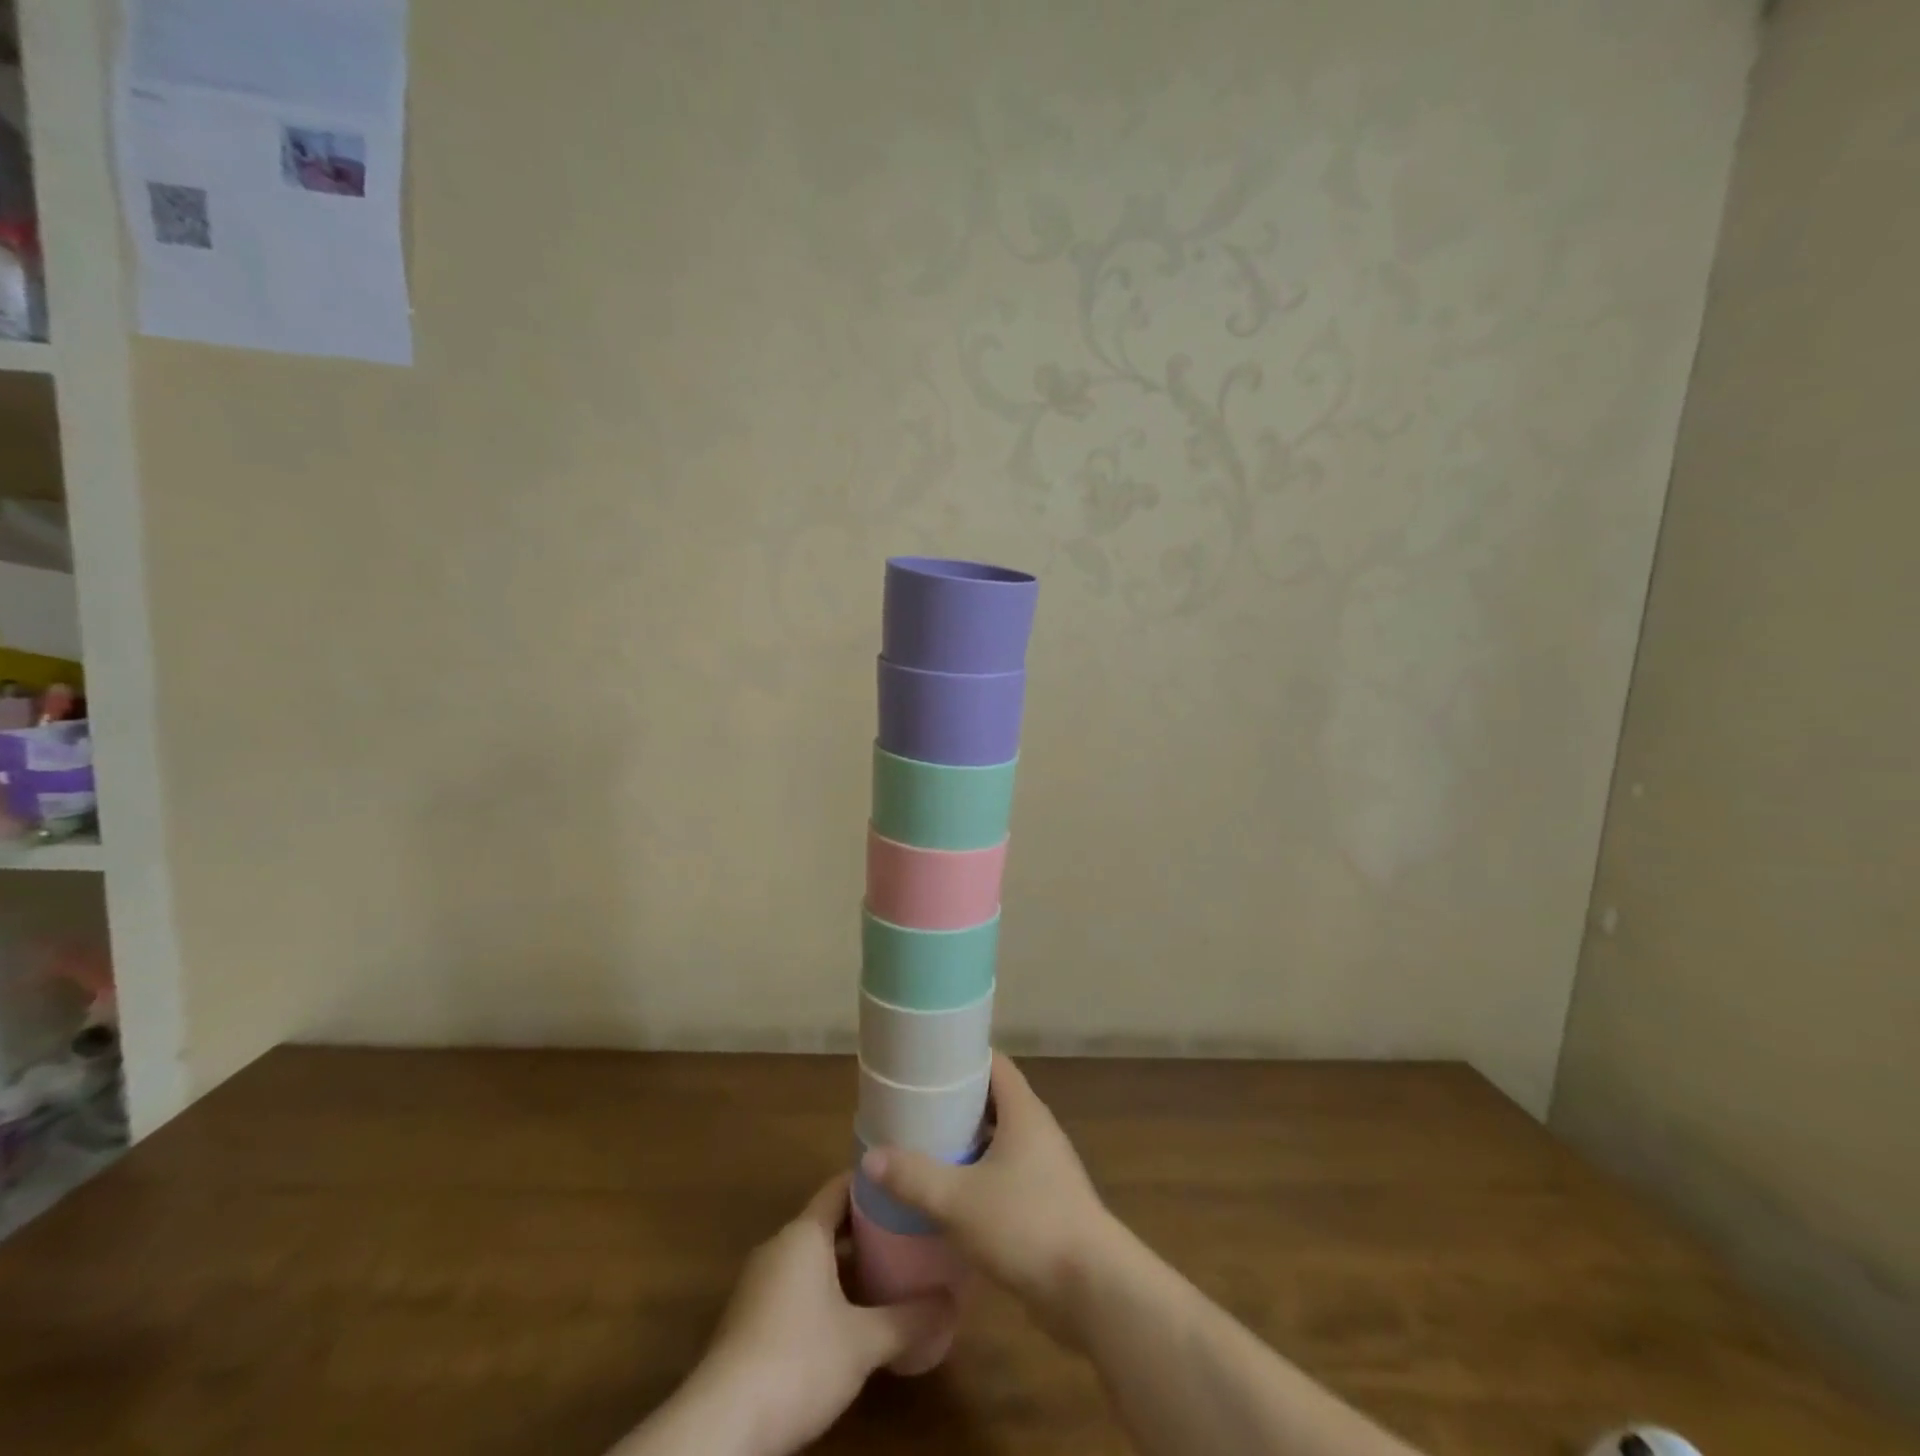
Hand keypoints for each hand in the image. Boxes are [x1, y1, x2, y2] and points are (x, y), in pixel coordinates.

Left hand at [683, 1174, 955, 1455]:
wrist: (723, 1424)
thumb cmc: (798, 1361)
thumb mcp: (864, 1342)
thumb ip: (910, 1319)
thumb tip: (954, 1301)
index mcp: (804, 1233)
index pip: (840, 1187)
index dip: (872, 1184)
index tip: (904, 1186)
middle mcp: (779, 1246)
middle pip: (827, 1222)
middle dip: (865, 1228)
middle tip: (907, 1233)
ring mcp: (759, 1283)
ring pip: (811, 1257)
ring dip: (844, 1263)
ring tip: (887, 1273)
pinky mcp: (748, 1319)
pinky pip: (794, 1286)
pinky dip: (823, 1290)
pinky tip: (849, 1317)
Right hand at [860, 1053, 1112, 1342]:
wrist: (1091, 1289)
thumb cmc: (1026, 1225)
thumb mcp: (958, 1200)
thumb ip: (914, 1177)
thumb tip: (870, 1157)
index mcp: (1024, 1111)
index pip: (993, 1063)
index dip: (962, 1057)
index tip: (926, 1062)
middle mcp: (1038, 1130)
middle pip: (994, 1100)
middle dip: (957, 1103)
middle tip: (915, 1108)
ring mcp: (1046, 1168)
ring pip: (1000, 1140)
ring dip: (968, 1143)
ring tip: (925, 1148)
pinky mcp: (1048, 1203)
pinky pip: (1008, 1174)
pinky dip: (981, 1175)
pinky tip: (953, 1196)